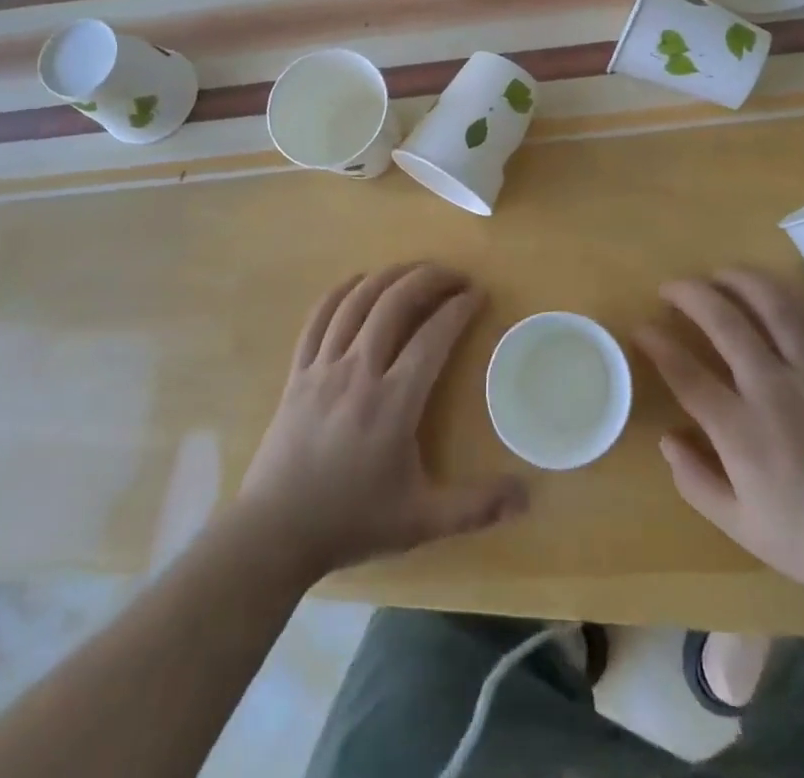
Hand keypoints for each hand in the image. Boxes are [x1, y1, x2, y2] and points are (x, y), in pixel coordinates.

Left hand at [236, 265, 526, 579]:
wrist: (275, 532)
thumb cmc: (352, 522)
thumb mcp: (421, 522)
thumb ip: (476, 508)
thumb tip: (527, 497)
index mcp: (393, 403)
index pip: (433, 336)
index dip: (459, 308)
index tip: (478, 294)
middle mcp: (358, 372)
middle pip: (394, 303)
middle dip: (429, 279)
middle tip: (454, 275)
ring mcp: (323, 367)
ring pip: (357, 301)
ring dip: (390, 276)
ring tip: (415, 271)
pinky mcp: (298, 371)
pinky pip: (319, 317)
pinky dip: (341, 291)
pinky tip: (359, 282)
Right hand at [634, 268, 803, 606]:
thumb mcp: (742, 527)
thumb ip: (696, 481)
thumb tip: (668, 439)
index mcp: (741, 430)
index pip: (687, 373)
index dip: (658, 345)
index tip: (642, 329)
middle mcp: (771, 389)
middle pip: (725, 323)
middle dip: (691, 296)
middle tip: (670, 287)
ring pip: (773, 307)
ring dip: (739, 281)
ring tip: (718, 273)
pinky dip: (784, 299)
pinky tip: (769, 293)